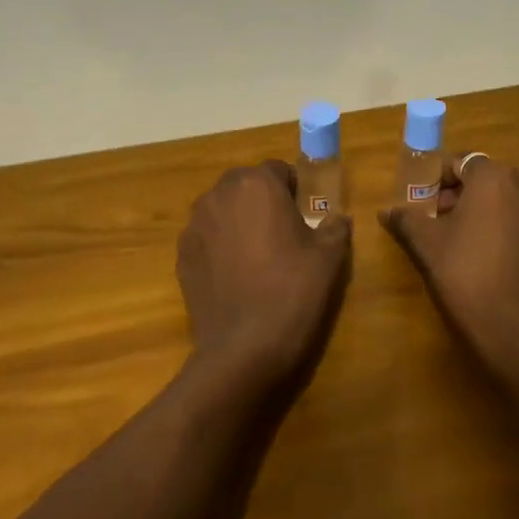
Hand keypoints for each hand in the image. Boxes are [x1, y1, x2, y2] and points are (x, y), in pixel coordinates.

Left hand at [178, 160, 351, 397]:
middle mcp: (219, 195)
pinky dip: (220, 247)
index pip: (278, 170)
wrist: (245, 348)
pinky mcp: (181, 255)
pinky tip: (235, 277)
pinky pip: (206, 238)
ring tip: (257, 257)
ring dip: (239, 222)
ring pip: (222, 210)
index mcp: (257, 184)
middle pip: (245, 186)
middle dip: (262, 201)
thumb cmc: (293, 291)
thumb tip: (337, 218)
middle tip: (283, 234)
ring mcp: (194, 225)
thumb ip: (335, 226)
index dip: (294, 189)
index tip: (305, 215)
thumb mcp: (330, 256)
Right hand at [380, 156, 518, 381]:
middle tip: (440, 226)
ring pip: (512, 205)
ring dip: (489, 216)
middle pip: (489, 182)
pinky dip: (511, 236)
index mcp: (496, 178)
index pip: (461, 163)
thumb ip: (406, 219)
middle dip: (463, 198)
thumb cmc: (467, 276)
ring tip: (467, 247)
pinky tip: (496, 266)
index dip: (438, 181)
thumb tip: (386, 210)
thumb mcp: (427, 246)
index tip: (424, 205)